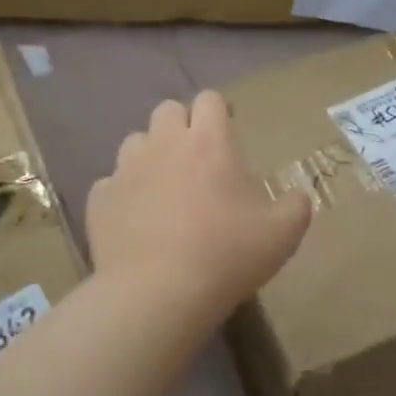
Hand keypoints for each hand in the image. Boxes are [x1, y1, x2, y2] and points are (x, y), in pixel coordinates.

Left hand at [88, 92, 312, 327]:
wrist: (158, 295)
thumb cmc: (227, 255)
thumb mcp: (283, 233)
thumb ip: (296, 206)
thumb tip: (296, 196)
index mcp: (209, 141)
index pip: (210, 100)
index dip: (219, 111)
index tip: (227, 133)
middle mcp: (164, 144)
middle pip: (167, 110)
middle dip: (182, 126)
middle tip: (197, 160)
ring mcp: (126, 170)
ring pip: (135, 143)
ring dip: (150, 156)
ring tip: (164, 188)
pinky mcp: (99, 200)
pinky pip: (111, 184)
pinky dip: (124, 195)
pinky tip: (136, 221)